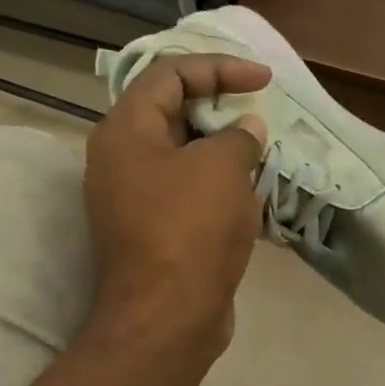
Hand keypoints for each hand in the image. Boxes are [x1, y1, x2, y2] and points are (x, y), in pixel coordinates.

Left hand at [84, 54, 269, 357]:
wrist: (167, 317)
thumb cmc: (190, 231)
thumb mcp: (221, 169)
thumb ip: (238, 137)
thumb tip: (246, 130)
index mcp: (125, 132)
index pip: (169, 75)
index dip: (219, 68)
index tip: (263, 80)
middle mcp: (121, 159)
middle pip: (171, 112)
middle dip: (220, 106)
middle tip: (260, 112)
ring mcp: (134, 198)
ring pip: (182, 154)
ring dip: (222, 147)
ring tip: (261, 149)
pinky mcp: (154, 230)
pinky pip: (187, 190)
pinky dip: (217, 182)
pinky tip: (249, 190)